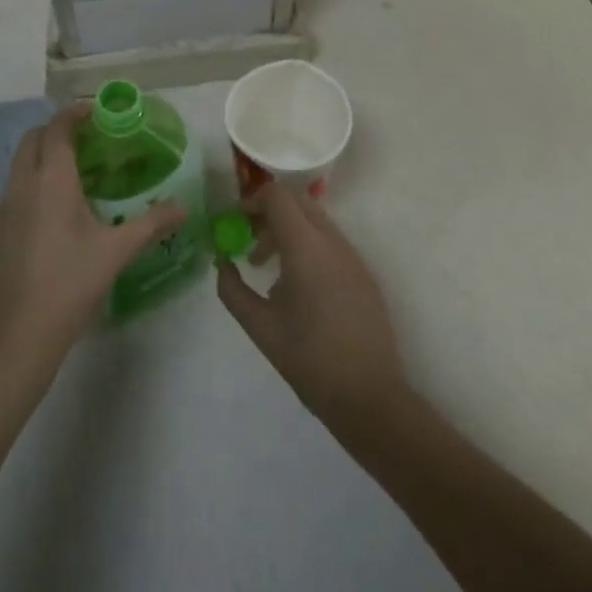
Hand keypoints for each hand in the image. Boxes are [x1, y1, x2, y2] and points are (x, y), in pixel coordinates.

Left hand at [0, 105, 184, 379]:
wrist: (13, 339)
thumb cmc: (68, 286)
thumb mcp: (115, 253)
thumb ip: (151, 224)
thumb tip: (184, 208)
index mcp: (50, 179)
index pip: (58, 127)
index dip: (76, 113)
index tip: (99, 110)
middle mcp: (23, 184)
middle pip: (34, 138)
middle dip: (59, 129)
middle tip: (92, 138)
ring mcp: (6, 207)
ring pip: (22, 161)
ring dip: (46, 152)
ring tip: (81, 168)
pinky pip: (17, 185)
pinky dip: (37, 176)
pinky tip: (62, 205)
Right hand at [216, 181, 406, 428]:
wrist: (369, 396)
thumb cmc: (309, 359)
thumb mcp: (259, 326)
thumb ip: (232, 289)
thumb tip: (221, 262)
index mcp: (306, 247)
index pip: (277, 196)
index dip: (252, 200)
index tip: (235, 222)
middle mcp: (332, 241)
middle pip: (297, 201)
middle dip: (269, 212)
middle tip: (248, 239)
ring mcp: (352, 255)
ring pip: (315, 220)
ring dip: (288, 229)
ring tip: (267, 266)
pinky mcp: (363, 272)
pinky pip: (330, 241)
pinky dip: (307, 245)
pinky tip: (296, 284)